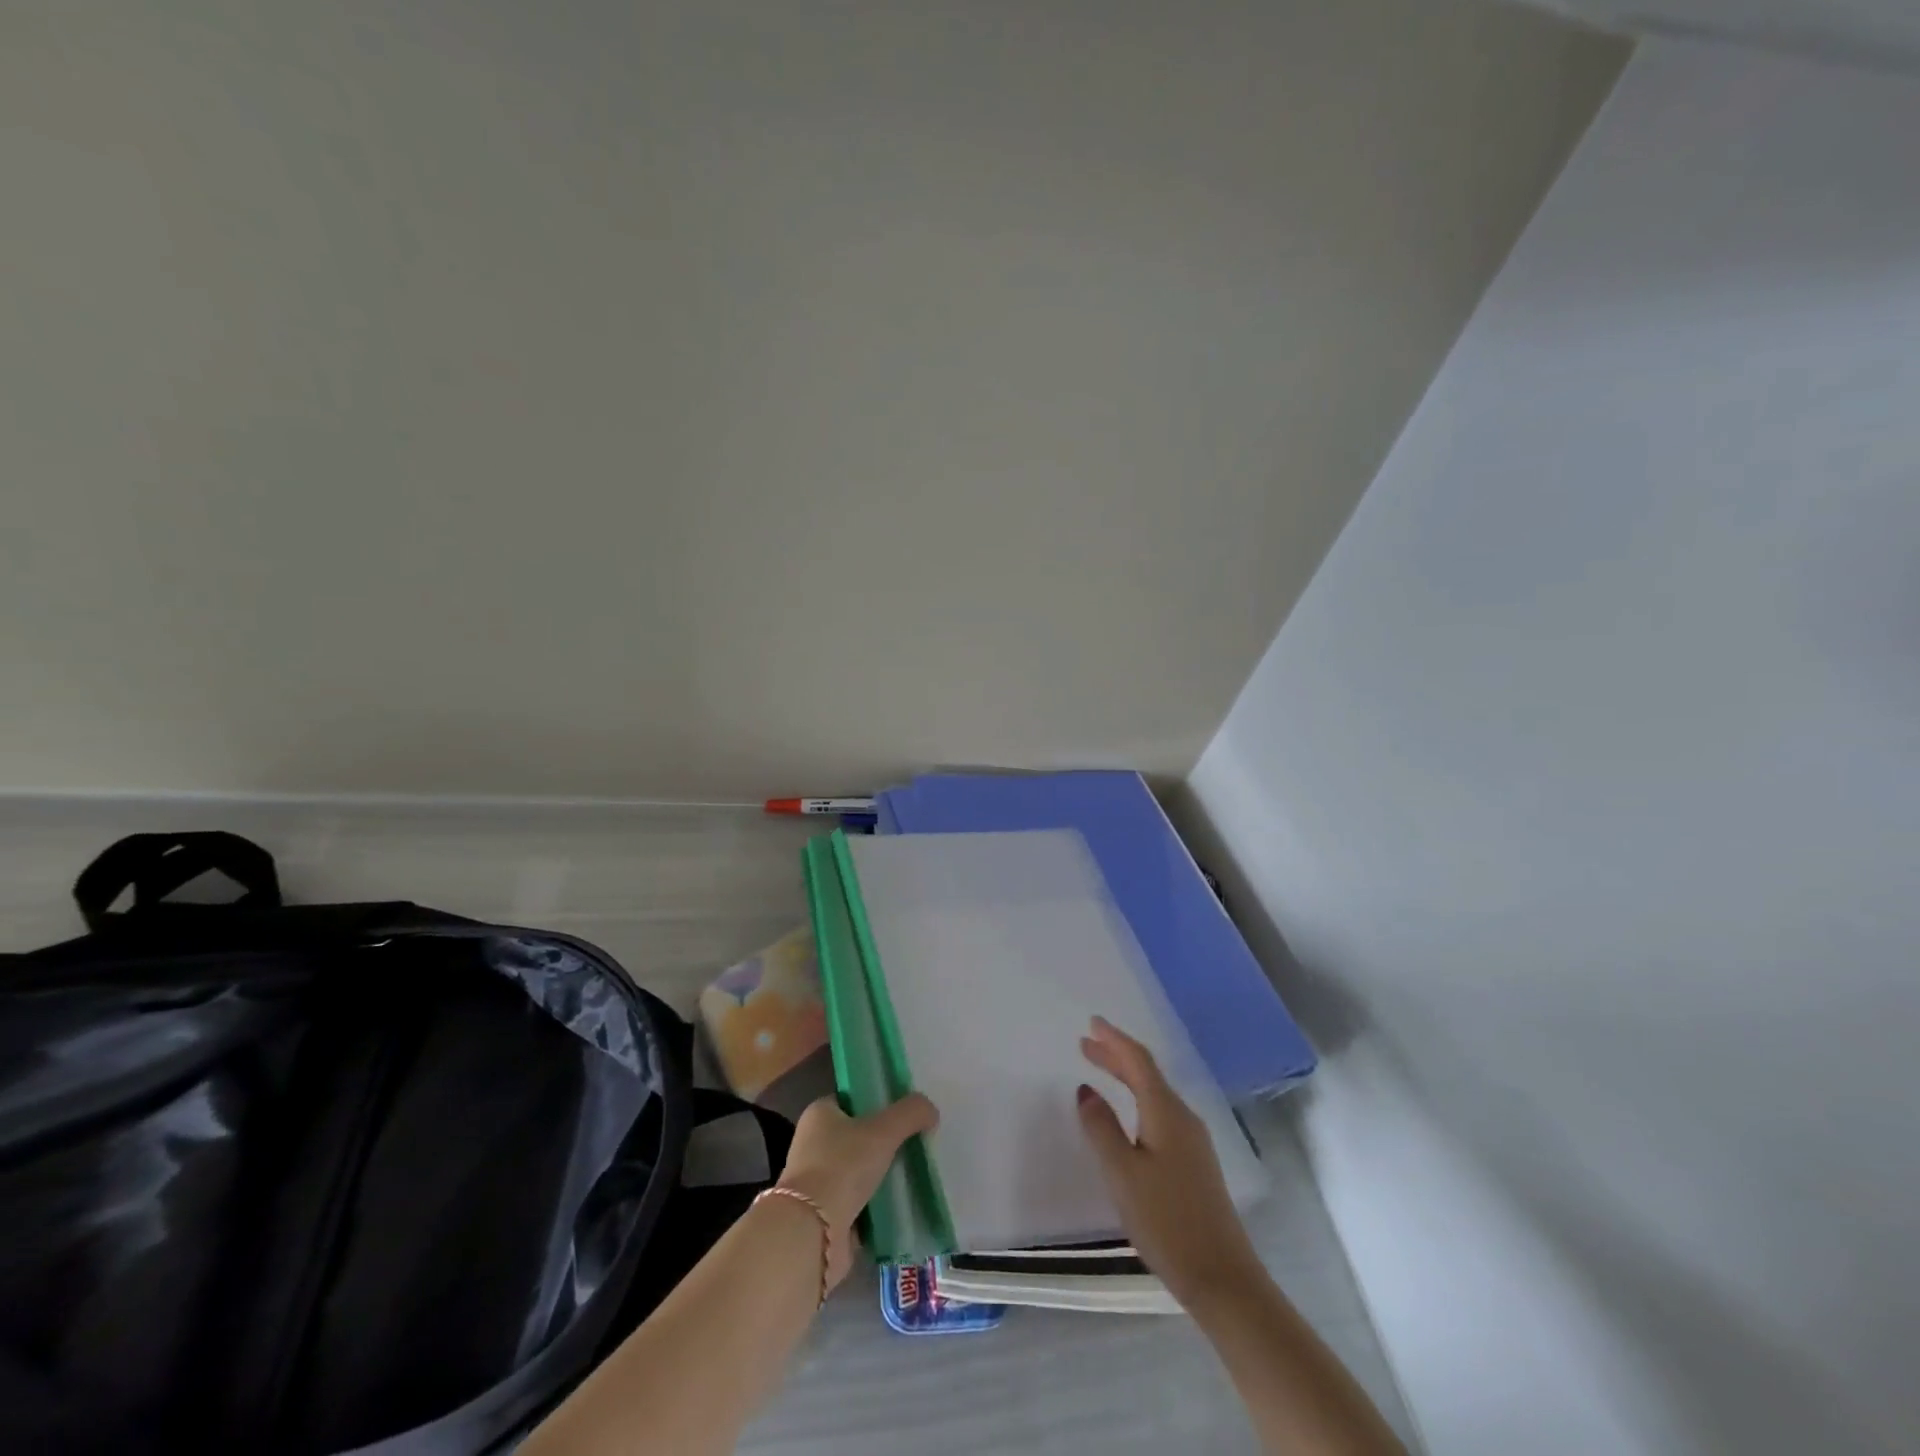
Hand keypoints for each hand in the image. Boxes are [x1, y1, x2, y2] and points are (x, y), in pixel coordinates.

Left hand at [774, 1093, 938, 1288]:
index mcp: (820, 1114)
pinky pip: (862, 1203)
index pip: (853, 1100)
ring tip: (917, 1173)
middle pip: (859, 1136)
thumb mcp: (883, 1130)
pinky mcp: (827, 1217)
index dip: (879, 1101)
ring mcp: (819, 1183)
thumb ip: (910, 1113)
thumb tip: (930, 1110)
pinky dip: (880, 1205)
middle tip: (917, 1142)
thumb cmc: (842, 1167)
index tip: (906, 1111)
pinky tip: (905, 1204)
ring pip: (861, 1172)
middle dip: (886, 1142)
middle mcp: (814, 1144)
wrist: (813, 1234)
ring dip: (884, 1176)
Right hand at [1077, 1017, 1262, 1309]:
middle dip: (1116, 1056)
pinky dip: (1137, 1100)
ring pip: (1154, 1094)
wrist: (1224, 1278)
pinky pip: (1160, 1113)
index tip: (1092, 1023)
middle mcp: (1183, 1118)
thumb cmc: (1167, 1221)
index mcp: (1166, 1112)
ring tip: (1100, 1069)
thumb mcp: (1122, 1173)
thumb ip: (1101, 1128)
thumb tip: (1086, 1090)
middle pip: (1147, 1075)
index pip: (1138, 1062)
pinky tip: (1128, 1113)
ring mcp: (1193, 1141)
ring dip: (1126, 1077)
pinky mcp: (1194, 1164)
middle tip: (1086, 1043)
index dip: (1114, 1040)